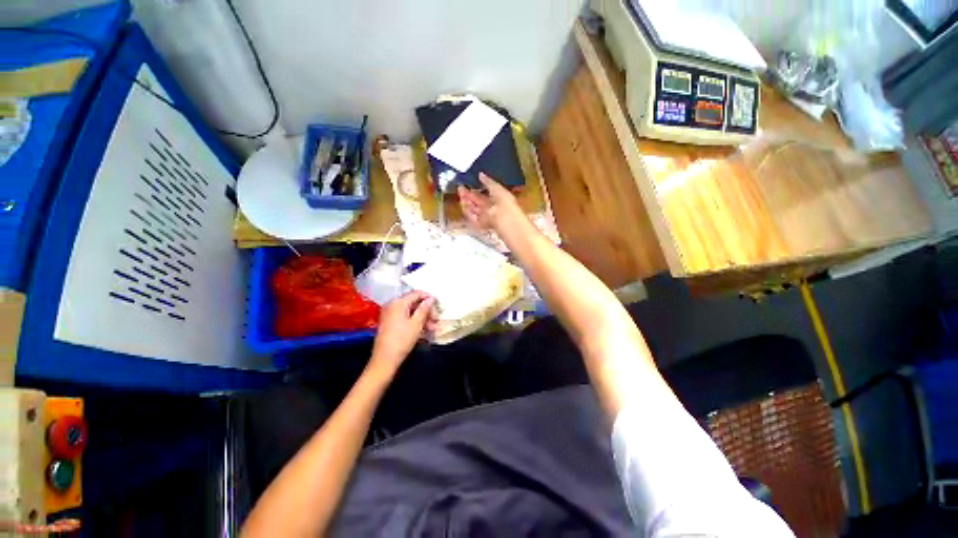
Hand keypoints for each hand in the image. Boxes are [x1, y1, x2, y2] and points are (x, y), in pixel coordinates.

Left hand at [369, 291, 436, 374]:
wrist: (384, 360)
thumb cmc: (402, 340)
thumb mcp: (417, 323)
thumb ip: (424, 309)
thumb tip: (431, 298)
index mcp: (398, 302)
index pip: (416, 294)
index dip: (428, 298)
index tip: (438, 305)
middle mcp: (392, 305)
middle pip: (413, 303)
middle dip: (426, 311)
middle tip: (436, 320)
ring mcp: (389, 314)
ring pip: (410, 312)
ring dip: (422, 318)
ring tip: (432, 328)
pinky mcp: (389, 323)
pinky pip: (404, 318)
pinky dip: (414, 322)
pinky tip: (423, 331)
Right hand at [457, 173, 523, 232]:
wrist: (503, 216)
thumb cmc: (503, 200)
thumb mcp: (496, 187)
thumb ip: (487, 181)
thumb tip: (481, 174)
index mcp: (495, 199)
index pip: (482, 195)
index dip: (474, 190)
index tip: (465, 185)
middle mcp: (489, 209)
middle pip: (475, 202)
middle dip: (467, 196)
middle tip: (460, 189)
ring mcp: (484, 217)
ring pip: (472, 210)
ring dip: (466, 203)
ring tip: (461, 195)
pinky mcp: (480, 224)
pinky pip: (472, 218)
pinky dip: (467, 212)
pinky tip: (463, 205)